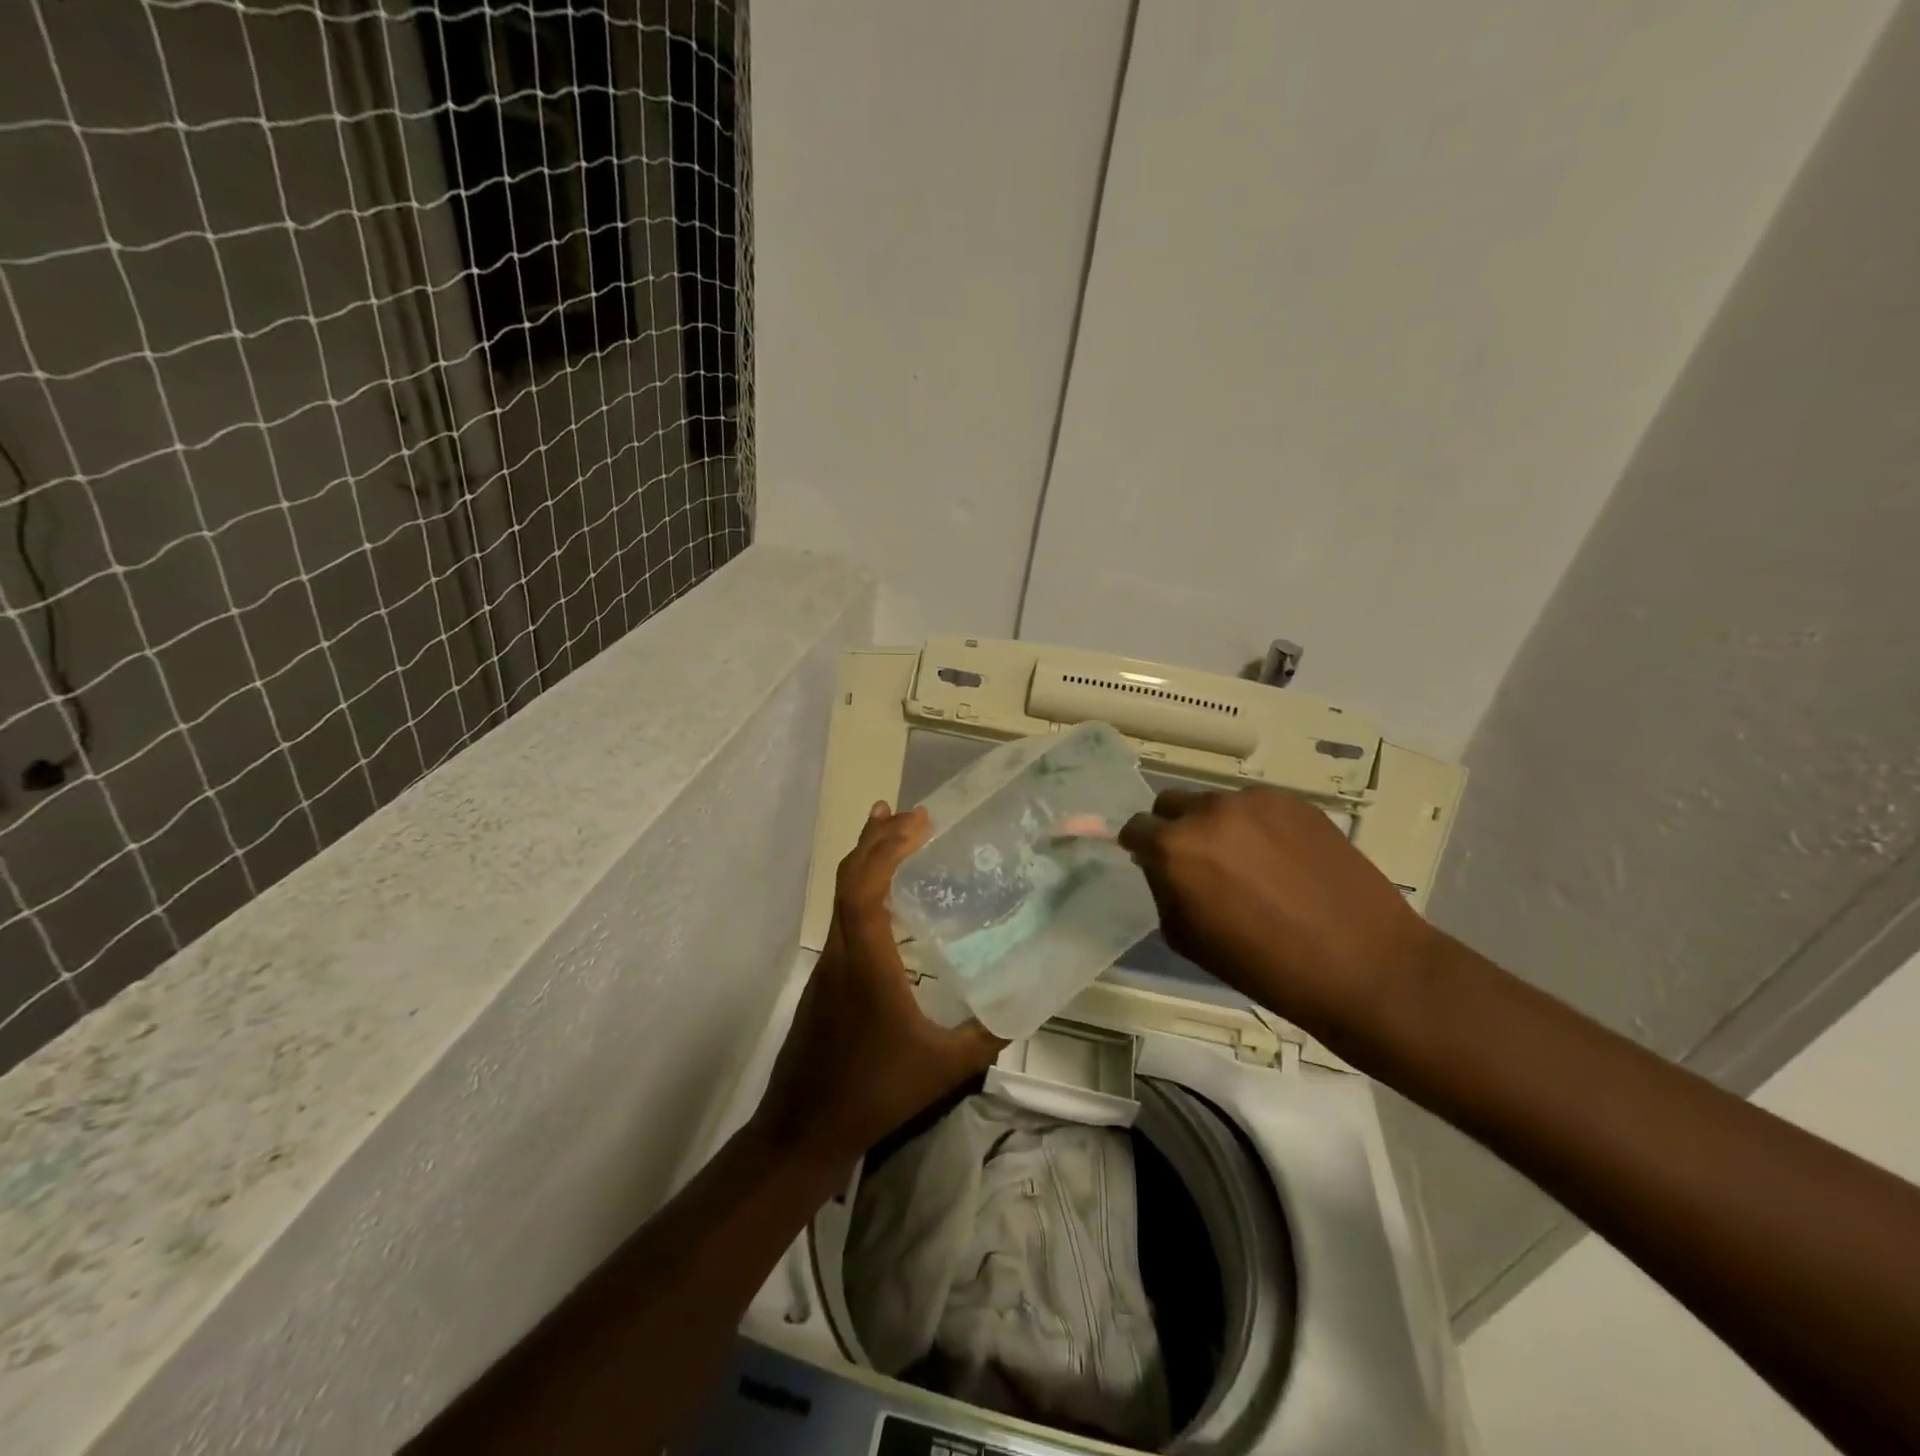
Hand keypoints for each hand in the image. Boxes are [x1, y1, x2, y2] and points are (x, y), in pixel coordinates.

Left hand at [752, 802, 1005, 1169]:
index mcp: (867, 964)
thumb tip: (1024, 1006)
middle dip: (877, 838)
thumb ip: (986, 1035)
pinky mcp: (825, 978)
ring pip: (841, 894)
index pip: (866, 887)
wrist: (803, 1128)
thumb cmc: (874, 1093)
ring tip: (893, 831)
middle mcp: (842, 952)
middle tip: (911, 813)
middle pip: (849, 878)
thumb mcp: (943, 1067)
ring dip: (867, 858)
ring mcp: (828, 964)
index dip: (887, 847)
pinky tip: (884, 896)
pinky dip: (862, 888)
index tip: (919, 822)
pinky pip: (843, 915)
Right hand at [1118, 787, 1440, 1040]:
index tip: (1152, 863)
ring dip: (1218, 826)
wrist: (1364, 964)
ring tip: (1250, 864)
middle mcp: (1209, 811)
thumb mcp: (1187, 939)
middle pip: (1172, 804)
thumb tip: (1161, 866)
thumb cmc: (1265, 966)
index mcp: (1175, 848)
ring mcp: (1255, 800)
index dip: (1140, 847)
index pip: (1136, 828)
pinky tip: (1283, 860)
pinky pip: (1257, 807)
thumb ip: (1164, 890)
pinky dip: (1257, 826)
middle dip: (1175, 829)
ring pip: (1216, 804)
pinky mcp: (1295, 801)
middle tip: (1200, 863)